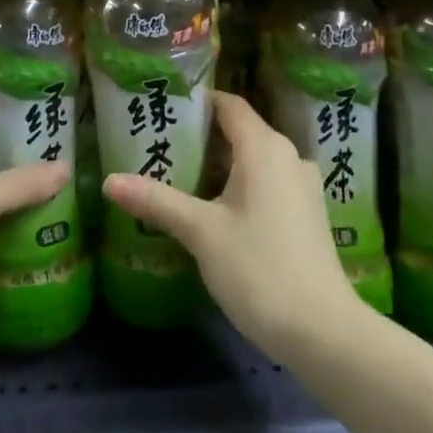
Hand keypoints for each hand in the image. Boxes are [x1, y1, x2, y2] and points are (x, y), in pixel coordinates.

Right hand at [102, 91, 363, 362]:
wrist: (322, 329)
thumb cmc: (258, 268)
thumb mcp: (200, 232)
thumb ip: (156, 201)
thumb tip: (110, 181)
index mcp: (265, 148)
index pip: (230, 105)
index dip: (198, 102)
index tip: (165, 108)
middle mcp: (289, 157)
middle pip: (241, 132)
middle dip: (202, 138)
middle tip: (161, 146)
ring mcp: (303, 187)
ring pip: (255, 161)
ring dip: (221, 166)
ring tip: (181, 178)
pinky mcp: (308, 214)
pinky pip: (269, 184)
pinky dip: (241, 186)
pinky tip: (216, 210)